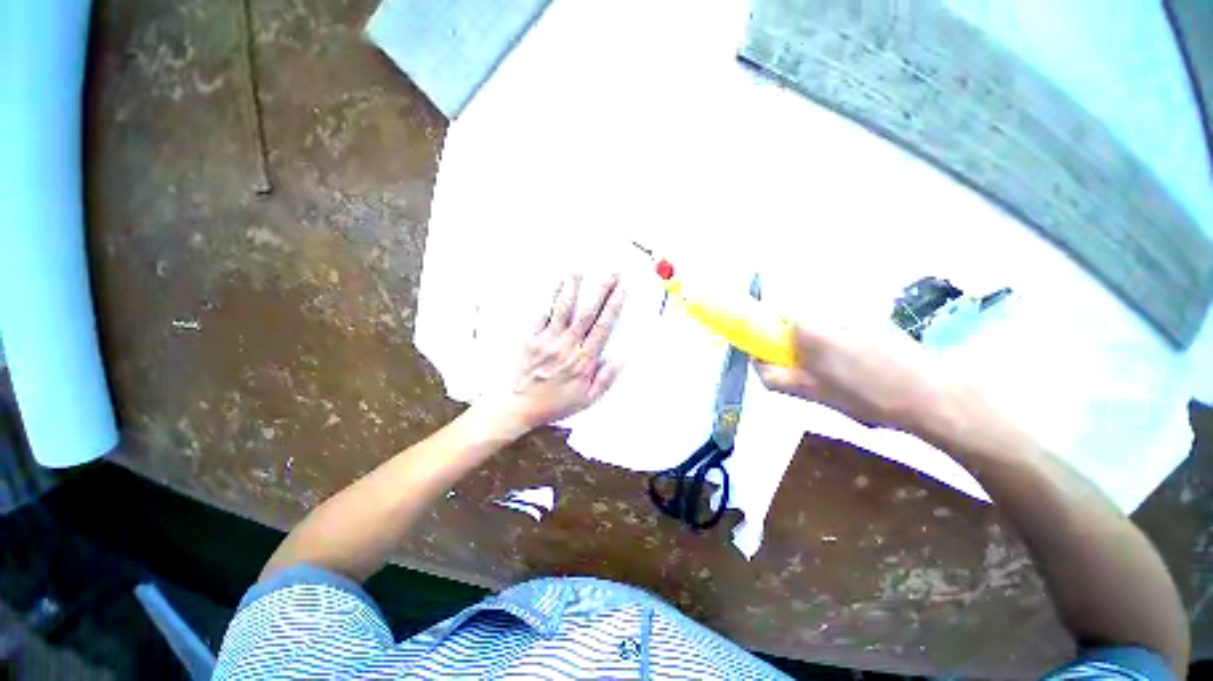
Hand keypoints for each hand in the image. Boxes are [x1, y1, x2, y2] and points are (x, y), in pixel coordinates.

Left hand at [487, 275, 625, 433]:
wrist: (519, 406)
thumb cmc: (553, 403)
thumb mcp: (586, 399)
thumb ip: (604, 380)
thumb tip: (619, 362)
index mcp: (583, 360)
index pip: (603, 327)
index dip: (613, 307)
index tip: (621, 292)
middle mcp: (567, 346)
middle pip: (588, 313)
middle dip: (601, 291)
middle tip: (610, 276)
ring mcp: (548, 340)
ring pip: (563, 309)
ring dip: (572, 289)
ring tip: (578, 273)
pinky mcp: (532, 339)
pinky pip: (542, 315)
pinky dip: (550, 300)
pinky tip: (555, 288)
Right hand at [755, 320, 961, 429]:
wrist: (933, 396)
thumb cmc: (865, 397)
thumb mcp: (811, 393)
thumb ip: (774, 377)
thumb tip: (757, 363)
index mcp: (810, 329)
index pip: (774, 314)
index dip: (769, 333)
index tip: (777, 356)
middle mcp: (830, 313)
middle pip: (798, 320)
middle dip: (795, 343)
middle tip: (809, 372)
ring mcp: (857, 315)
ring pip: (822, 325)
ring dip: (820, 345)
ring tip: (839, 375)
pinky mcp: (877, 322)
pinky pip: (844, 329)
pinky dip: (842, 345)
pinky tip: (862, 370)